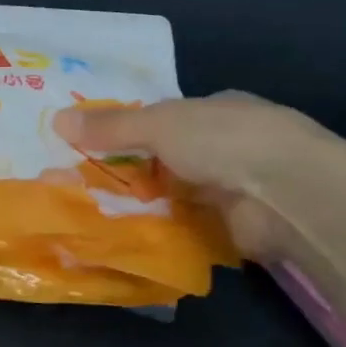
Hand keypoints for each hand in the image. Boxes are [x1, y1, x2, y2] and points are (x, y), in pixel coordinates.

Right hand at [53, 92, 345, 259]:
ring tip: (90, 213)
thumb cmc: (224, 141)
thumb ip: (111, 126)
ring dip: (142, 204)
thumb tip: (57, 118)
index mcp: (216, 109)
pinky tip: (124, 237)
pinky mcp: (234, 228)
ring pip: (173, 194)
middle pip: (166, 158)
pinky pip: (185, 227)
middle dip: (131, 170)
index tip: (92, 145)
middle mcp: (227, 146)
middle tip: (81, 183)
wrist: (288, 195)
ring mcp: (234, 188)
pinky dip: (159, 231)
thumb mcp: (158, 124)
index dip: (130, 129)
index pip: (166, 118)